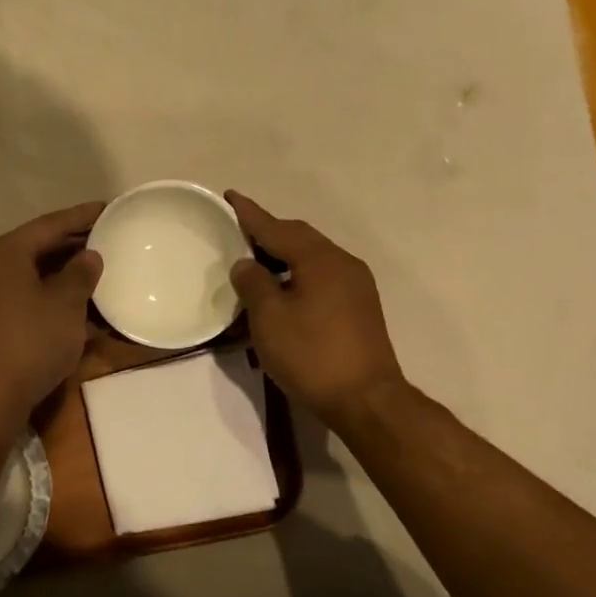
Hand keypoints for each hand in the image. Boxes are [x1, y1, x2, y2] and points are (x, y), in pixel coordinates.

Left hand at [0, 202, 105, 441]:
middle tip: (113, 239)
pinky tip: (92, 313)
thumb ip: (81, 274)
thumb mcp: (66, 304)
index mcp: (8, 252)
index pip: (51, 224)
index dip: (83, 216)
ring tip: (108, 273)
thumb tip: (90, 256)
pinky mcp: (0, 324)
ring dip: (73, 278)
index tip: (110, 207)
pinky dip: (62, 304)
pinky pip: (37, 302)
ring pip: (42, 278)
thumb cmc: (30, 341)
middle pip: (43, 248)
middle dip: (78, 246)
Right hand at [226, 191, 405, 428]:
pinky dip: (298, 275)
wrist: (366, 399)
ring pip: (313, 258)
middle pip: (299, 238)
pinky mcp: (360, 307)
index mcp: (320, 259)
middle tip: (239, 233)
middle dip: (268, 233)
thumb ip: (253, 284)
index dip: (250, 214)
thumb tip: (246, 264)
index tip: (229, 197)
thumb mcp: (269, 319)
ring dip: (283, 256)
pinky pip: (322, 277)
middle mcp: (343, 263)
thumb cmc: (311, 355)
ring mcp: (356, 285)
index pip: (277, 227)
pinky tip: (283, 292)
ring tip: (256, 264)